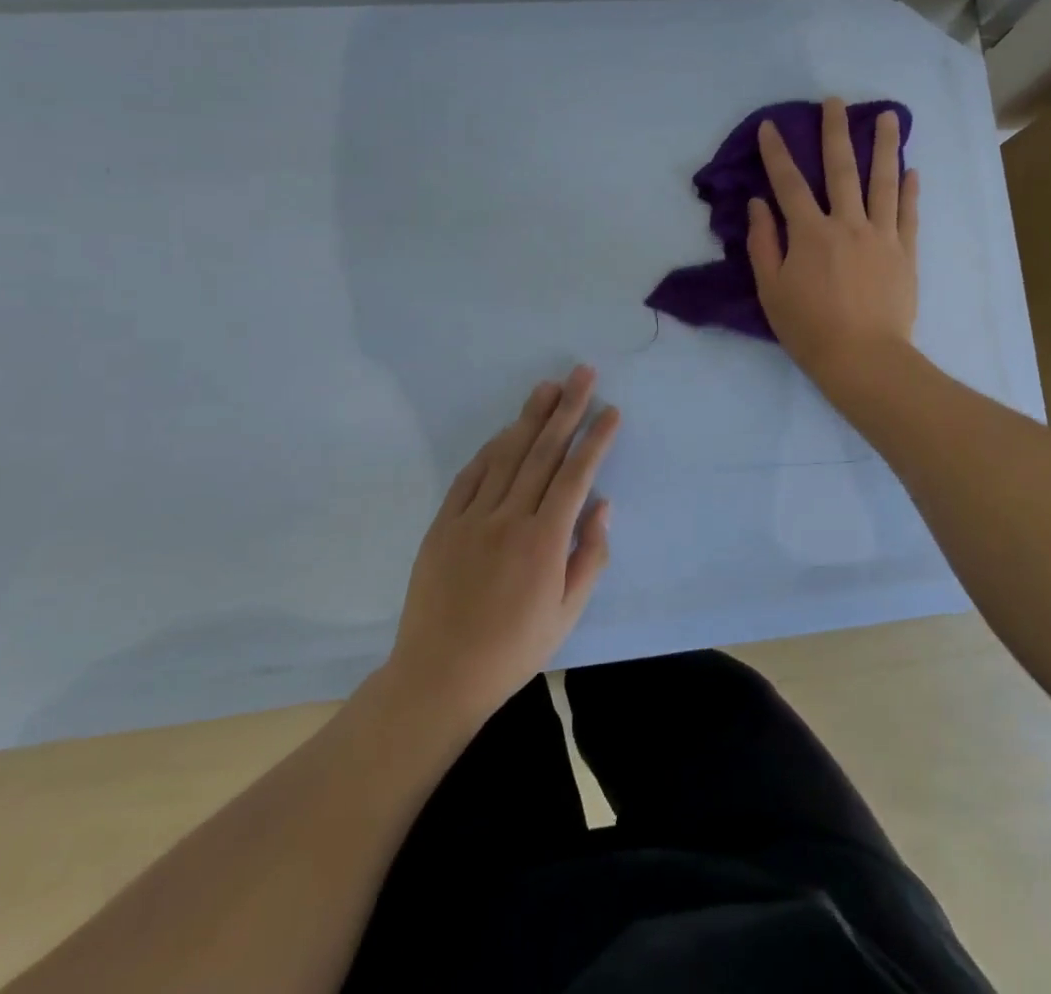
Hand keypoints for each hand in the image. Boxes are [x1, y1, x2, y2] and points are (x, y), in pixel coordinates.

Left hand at [384, 366, 617, 734]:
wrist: (439, 676)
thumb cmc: (514, 649)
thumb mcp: (567, 614)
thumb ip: (590, 556)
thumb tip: (602, 505)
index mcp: (544, 541)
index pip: (576, 475)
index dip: (595, 439)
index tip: (611, 411)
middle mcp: (509, 518)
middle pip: (544, 452)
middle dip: (567, 409)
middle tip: (583, 374)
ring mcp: (472, 518)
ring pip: (507, 455)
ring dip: (530, 417)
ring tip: (549, 386)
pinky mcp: (444, 524)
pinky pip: (471, 475)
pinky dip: (492, 448)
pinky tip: (507, 430)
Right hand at [748, 96, 919, 386]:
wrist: (864, 359)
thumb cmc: (809, 329)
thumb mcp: (771, 290)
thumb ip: (763, 244)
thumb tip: (759, 204)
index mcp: (810, 233)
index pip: (789, 184)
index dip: (777, 153)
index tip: (772, 126)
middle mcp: (847, 223)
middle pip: (841, 169)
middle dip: (835, 132)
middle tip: (836, 101)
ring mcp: (882, 235)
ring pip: (884, 182)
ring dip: (886, 146)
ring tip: (890, 116)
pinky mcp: (906, 252)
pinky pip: (909, 214)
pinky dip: (911, 190)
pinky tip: (912, 170)